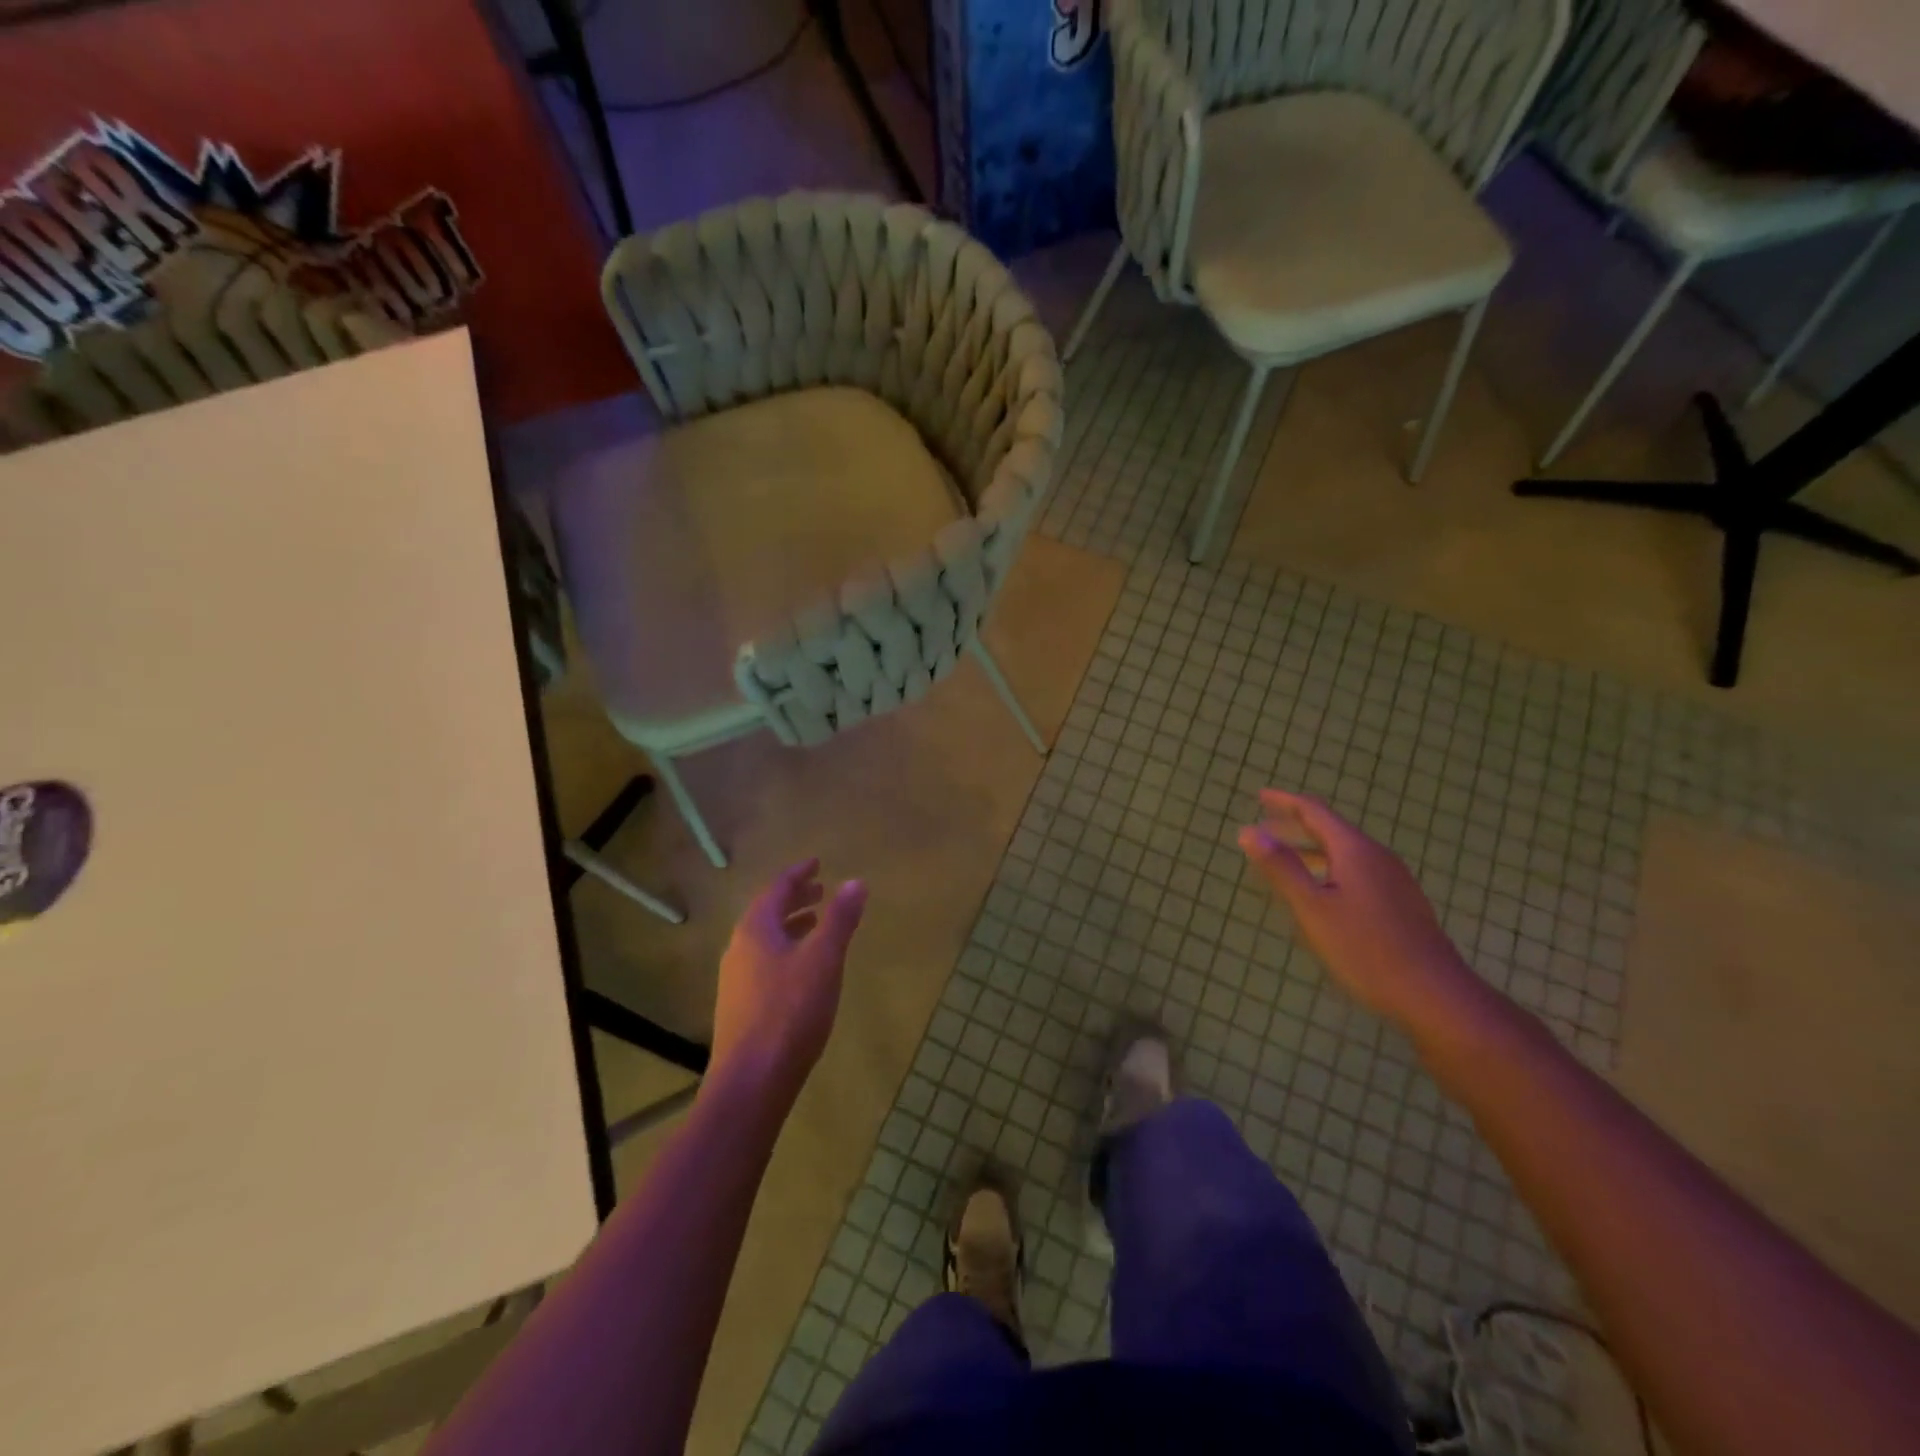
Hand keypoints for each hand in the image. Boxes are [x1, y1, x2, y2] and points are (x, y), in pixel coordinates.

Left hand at [710, 860, 867, 1107]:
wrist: (752, 1081)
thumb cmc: (790, 1011)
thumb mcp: (824, 959)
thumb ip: (840, 919)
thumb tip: (855, 882)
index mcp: (755, 930)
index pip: (777, 888)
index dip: (799, 874)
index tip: (817, 863)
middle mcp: (739, 948)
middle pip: (768, 912)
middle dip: (795, 898)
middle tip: (821, 891)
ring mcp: (735, 979)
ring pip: (765, 939)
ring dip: (791, 925)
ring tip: (816, 924)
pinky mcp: (740, 1005)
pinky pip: (764, 961)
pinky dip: (786, 950)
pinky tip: (803, 969)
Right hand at [1238, 790, 1478, 1033]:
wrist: (1433, 994)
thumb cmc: (1365, 948)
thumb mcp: (1312, 908)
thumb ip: (1281, 867)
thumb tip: (1249, 831)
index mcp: (1354, 850)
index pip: (1314, 812)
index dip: (1284, 802)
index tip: (1259, 796)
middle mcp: (1376, 857)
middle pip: (1330, 830)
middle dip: (1294, 826)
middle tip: (1263, 827)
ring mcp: (1393, 881)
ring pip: (1344, 853)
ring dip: (1311, 850)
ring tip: (1284, 859)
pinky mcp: (1400, 903)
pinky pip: (1356, 871)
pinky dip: (1328, 868)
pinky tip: (1321, 892)